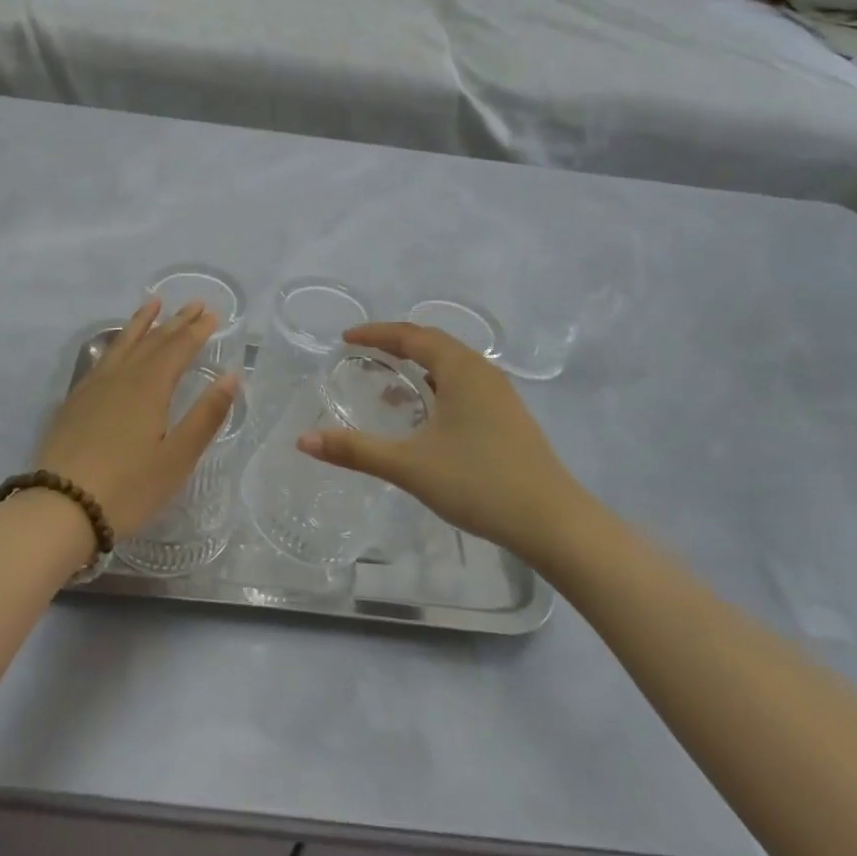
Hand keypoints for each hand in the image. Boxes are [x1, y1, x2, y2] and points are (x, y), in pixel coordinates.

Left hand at [35, 299, 237, 539]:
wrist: (60, 508)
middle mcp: (122, 376)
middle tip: (194, 303)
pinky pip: (103, 358)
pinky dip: (117, 342)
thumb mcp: (177, 457)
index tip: (212, 314)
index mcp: (150, 387)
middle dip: (176, 321)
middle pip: (153, 341)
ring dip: (142, 323)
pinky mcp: (76, 401)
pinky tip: (117, 346)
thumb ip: (206, 415)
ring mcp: (94, 386)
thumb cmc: (128, 487)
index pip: (179, 348)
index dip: (197, 330)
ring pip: (123, 343)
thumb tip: (232, 376)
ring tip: (153, 303)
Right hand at [297, 323, 596, 560]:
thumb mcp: (410, 466)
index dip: (375, 333)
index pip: (411, 335)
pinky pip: (464, 385)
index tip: (345, 338)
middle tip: (363, 353)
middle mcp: (482, 372)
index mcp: (461, 369)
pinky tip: (426, 415)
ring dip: (419, 366)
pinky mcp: (509, 417)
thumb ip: (355, 451)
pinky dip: (437, 386)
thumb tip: (303, 441)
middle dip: (396, 344)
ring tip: (388, 382)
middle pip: (433, 343)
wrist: (553, 522)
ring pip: (451, 365)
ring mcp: (500, 394)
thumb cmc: (479, 483)